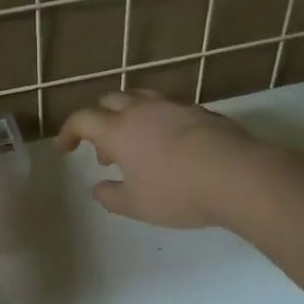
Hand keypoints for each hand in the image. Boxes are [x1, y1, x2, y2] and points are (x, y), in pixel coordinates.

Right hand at [57, 89, 266, 227]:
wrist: (236, 174)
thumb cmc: (177, 192)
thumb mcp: (137, 205)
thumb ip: (111, 196)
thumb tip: (98, 188)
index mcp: (118, 130)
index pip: (82, 119)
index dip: (70, 131)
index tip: (66, 147)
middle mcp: (142, 110)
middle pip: (110, 101)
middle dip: (101, 121)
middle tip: (107, 152)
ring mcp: (173, 105)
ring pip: (140, 97)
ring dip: (129, 116)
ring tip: (139, 146)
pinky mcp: (200, 109)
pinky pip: (168, 106)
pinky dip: (158, 119)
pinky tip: (171, 144)